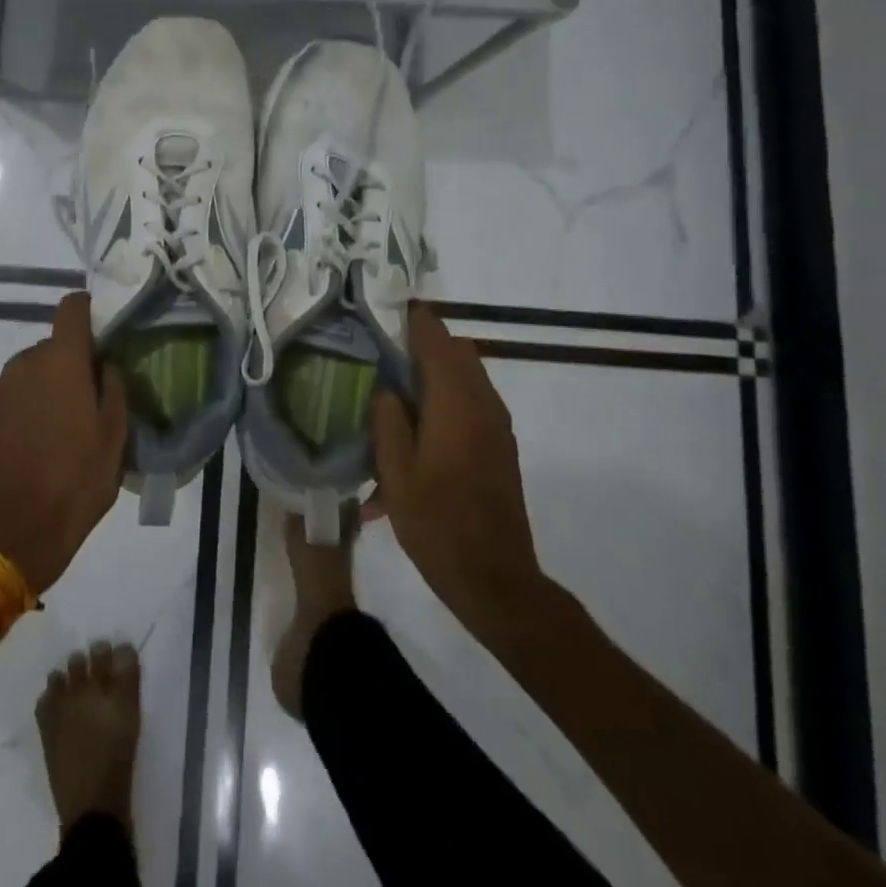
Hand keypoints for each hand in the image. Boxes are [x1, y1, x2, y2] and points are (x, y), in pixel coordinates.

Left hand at [0, 293, 127, 594]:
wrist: (17, 529)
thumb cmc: (77, 479)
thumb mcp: (115, 434)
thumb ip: (114, 386)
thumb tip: (105, 363)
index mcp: (62, 360)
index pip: (71, 307)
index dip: (89, 310)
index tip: (105, 330)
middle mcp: (27, 361)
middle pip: (55, 342)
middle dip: (75, 359)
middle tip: (94, 392)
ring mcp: (2, 386)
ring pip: (35, 367)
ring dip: (51, 380)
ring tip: (68, 419)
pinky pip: (17, 389)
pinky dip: (31, 399)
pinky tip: (43, 434)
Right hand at [373, 303, 548, 631]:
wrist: (496, 579)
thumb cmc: (438, 525)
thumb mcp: (396, 473)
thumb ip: (389, 420)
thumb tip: (388, 388)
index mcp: (456, 403)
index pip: (437, 341)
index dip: (414, 319)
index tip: (387, 307)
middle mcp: (483, 404)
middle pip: (457, 351)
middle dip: (424, 341)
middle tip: (384, 345)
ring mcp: (497, 425)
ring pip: (467, 374)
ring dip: (437, 367)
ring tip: (398, 381)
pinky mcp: (500, 445)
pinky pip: (474, 399)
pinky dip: (449, 392)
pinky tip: (420, 421)